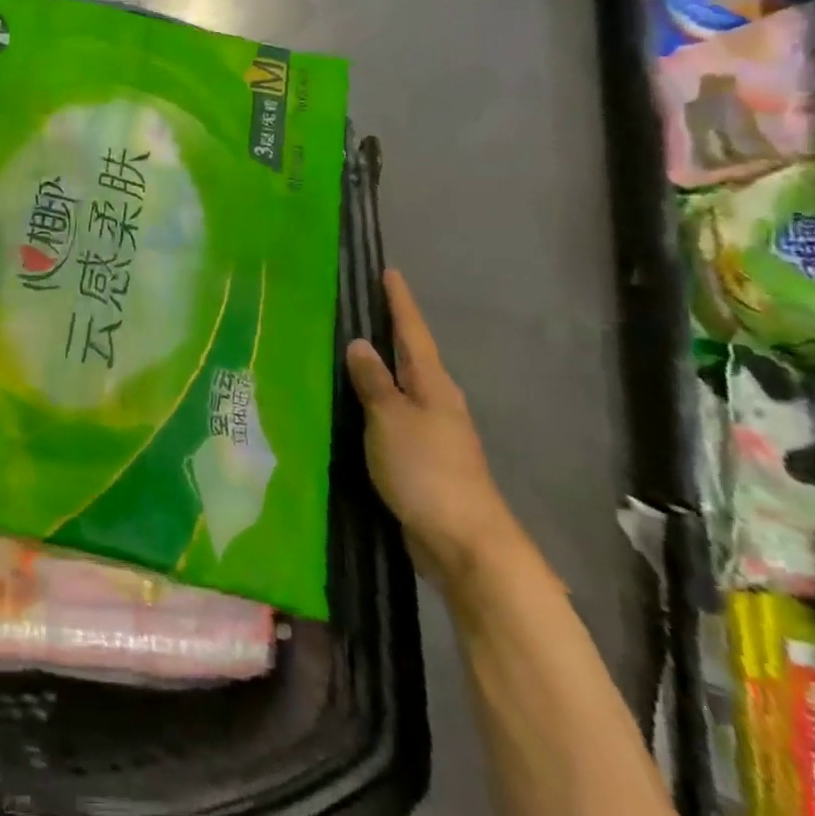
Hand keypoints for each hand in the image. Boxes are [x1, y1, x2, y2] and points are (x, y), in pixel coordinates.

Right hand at [345, 270, 522, 591]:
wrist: (465, 543)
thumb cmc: (427, 471)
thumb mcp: (392, 419)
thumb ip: (374, 382)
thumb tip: (360, 344)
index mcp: (433, 386)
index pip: (413, 333)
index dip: (400, 303)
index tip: (390, 272)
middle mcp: (436, 403)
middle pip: (411, 358)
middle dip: (390, 332)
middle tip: (362, 306)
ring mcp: (431, 433)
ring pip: (401, 389)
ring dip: (379, 370)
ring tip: (349, 352)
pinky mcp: (421, 460)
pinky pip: (392, 418)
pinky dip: (374, 404)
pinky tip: (355, 407)